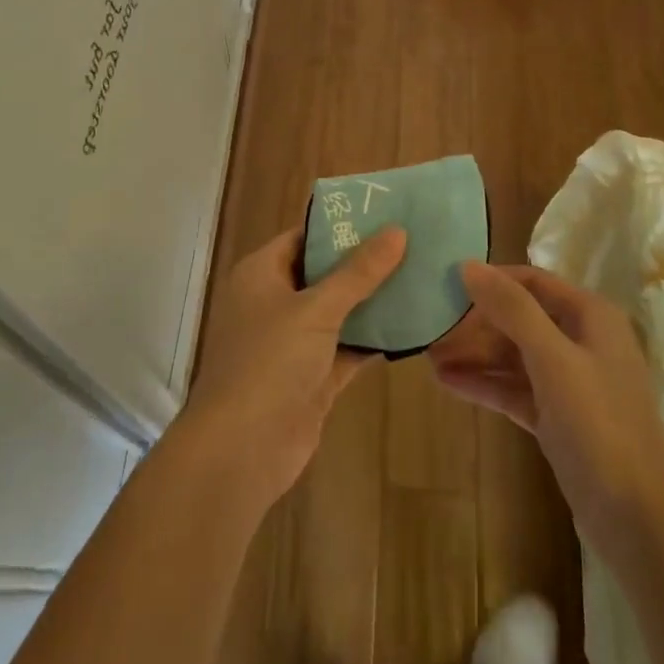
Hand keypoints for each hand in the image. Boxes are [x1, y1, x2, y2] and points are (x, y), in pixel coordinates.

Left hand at [179, 226, 406, 507]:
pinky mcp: (313, 378)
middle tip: (413, 242)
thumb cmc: (269, 362)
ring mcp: (293, 343)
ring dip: (374, 301)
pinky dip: (374, 339)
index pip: (303, 237)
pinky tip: (412, 324)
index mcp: (261, 275)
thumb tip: (397, 231)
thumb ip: (358, 272)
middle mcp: (275, 303)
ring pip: (339, 313)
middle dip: (365, 263)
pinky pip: (348, 348)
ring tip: (421, 275)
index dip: (340, 225)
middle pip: (324, 274)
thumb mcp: (316, 309)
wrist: (242, 450)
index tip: (384, 213)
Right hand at [430, 263, 663, 557]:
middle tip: (429, 326)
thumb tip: (470, 265)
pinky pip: (514, 390)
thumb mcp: (553, 359)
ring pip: (514, 357)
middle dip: (476, 323)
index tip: (446, 283)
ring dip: (474, 355)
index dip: (491, 280)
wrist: (640, 520)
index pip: (532, 282)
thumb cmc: (600, 425)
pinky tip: (447, 382)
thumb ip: (512, 309)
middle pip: (520, 319)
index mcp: (591, 317)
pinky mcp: (558, 420)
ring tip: (428, 356)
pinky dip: (485, 385)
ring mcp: (570, 384)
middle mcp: (582, 342)